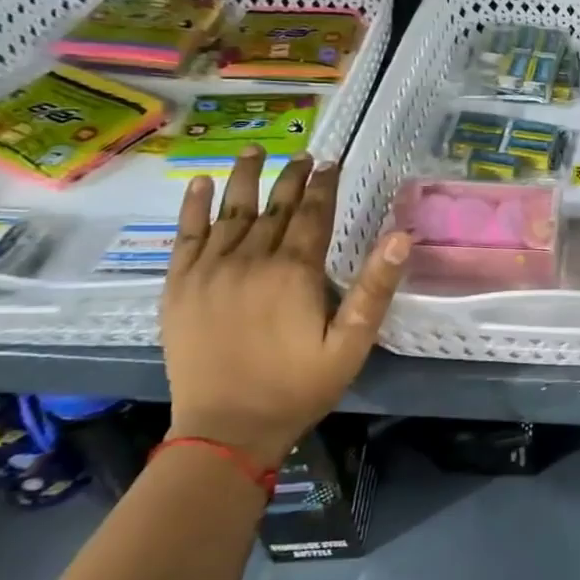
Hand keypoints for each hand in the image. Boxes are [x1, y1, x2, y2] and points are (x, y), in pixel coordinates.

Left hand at [160, 147, 411, 467]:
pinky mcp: (179, 287)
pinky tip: (198, 183)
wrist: (225, 429)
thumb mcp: (351, 342)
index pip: (313, 214)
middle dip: (292, 177)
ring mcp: (209, 271)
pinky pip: (185, 236)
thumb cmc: (297, 386)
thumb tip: (401, 236)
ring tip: (254, 151)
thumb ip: (375, 287)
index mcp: (294, 271)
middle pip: (275, 207)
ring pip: (230, 212)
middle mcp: (250, 260)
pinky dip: (191, 207)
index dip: (324, 185)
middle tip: (304, 154)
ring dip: (244, 178)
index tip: (332, 161)